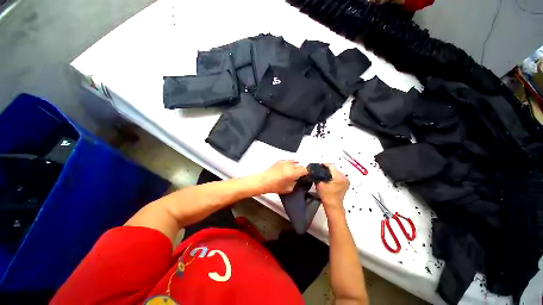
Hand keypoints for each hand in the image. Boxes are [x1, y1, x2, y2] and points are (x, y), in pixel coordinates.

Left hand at [257, 160, 307, 193]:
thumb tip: (297, 181)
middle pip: (301, 166)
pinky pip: (288, 161)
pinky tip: (286, 169)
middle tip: (298, 176)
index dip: (307, 173)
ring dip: (295, 167)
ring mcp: (284, 162)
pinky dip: (289, 164)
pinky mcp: (280, 161)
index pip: (305, 170)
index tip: (305, 176)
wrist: (263, 181)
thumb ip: (296, 183)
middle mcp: (290, 165)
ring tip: (292, 173)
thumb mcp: (288, 189)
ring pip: (295, 162)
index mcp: (293, 172)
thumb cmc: (273, 185)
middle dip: (301, 170)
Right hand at [316, 164, 349, 211]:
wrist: (333, 207)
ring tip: (322, 175)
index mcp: (340, 177)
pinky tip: (326, 179)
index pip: (331, 166)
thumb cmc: (326, 196)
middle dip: (326, 169)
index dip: (323, 165)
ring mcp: (345, 181)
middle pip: (333, 169)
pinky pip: (337, 176)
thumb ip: (317, 175)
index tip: (317, 167)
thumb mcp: (319, 183)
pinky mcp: (344, 184)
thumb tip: (315, 170)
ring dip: (328, 173)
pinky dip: (331, 176)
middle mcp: (345, 178)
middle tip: (318, 171)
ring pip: (335, 172)